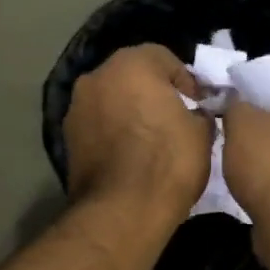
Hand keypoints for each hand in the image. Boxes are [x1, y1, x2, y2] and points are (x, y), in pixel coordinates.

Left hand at [63, 44, 212, 213]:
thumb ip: (198, 113)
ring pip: (111, 101)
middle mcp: (97, 77)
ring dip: (129, 113)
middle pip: (132, 77)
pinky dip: (113, 135)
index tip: (199, 105)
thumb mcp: (202, 134)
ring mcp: (76, 108)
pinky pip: (98, 127)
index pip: (165, 58)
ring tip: (149, 142)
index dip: (186, 81)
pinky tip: (130, 158)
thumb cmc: (168, 163)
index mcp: (132, 64)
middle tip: (174, 120)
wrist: (123, 211)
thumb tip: (194, 114)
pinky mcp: (67, 139)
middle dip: (152, 93)